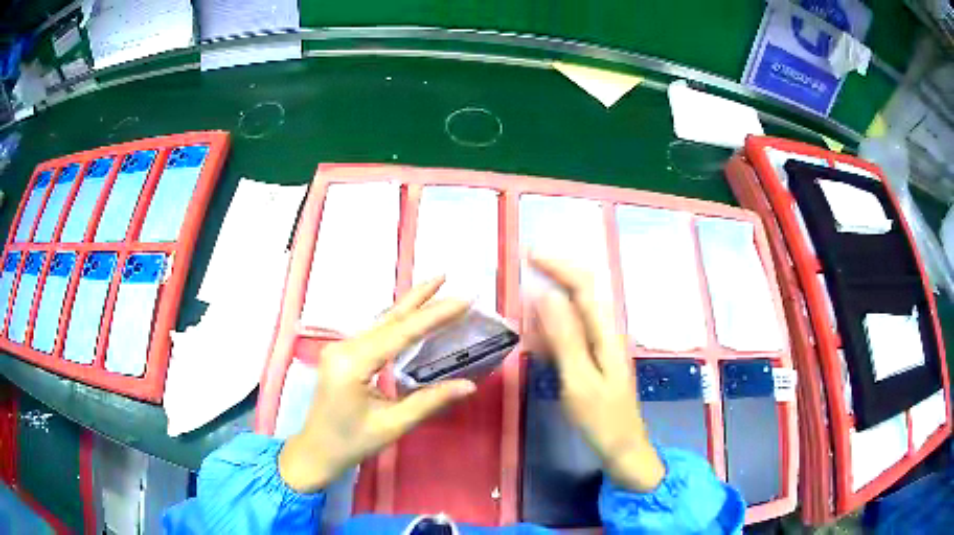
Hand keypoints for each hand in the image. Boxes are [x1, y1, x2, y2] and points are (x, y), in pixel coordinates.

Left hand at [278, 277, 476, 492]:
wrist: (316, 451)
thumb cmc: (351, 443)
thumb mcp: (392, 425)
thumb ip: (429, 401)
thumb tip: (469, 385)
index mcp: (352, 363)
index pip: (400, 333)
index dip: (433, 315)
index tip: (463, 300)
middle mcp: (344, 347)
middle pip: (388, 319)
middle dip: (420, 299)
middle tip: (447, 277)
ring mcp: (340, 348)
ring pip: (380, 323)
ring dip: (409, 306)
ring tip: (435, 287)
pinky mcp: (342, 354)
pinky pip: (374, 333)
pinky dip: (397, 322)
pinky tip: (411, 314)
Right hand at [530, 254, 665, 491]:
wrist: (623, 450)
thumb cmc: (603, 419)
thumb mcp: (580, 381)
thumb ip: (565, 338)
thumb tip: (546, 295)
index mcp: (605, 333)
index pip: (584, 285)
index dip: (558, 266)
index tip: (528, 256)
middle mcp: (604, 332)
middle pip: (581, 293)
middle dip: (553, 278)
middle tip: (519, 277)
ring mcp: (599, 347)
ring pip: (572, 314)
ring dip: (547, 305)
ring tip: (520, 309)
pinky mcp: (592, 361)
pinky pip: (569, 336)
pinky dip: (550, 331)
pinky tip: (534, 340)